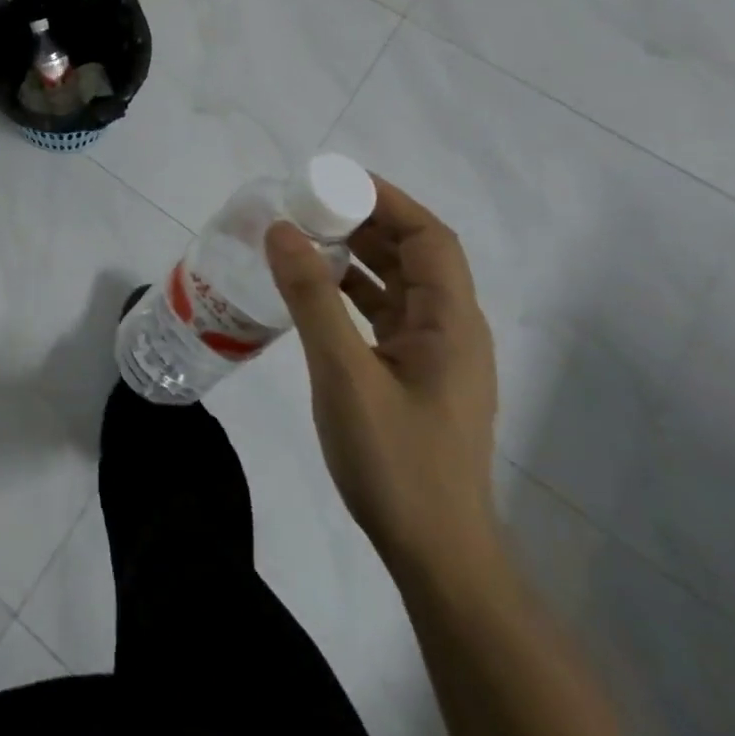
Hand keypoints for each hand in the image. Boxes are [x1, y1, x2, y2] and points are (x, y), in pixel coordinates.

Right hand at [266, 175, 498, 577]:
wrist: (435, 554)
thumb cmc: (396, 461)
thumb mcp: (345, 373)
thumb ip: (313, 298)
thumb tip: (282, 229)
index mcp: (452, 323)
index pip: (430, 238)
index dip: (388, 201)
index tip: (336, 181)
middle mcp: (452, 330)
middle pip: (416, 255)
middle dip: (366, 222)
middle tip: (310, 205)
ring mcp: (435, 356)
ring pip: (400, 285)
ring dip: (360, 256)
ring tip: (307, 237)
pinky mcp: (415, 376)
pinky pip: (386, 314)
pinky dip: (355, 292)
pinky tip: (317, 290)